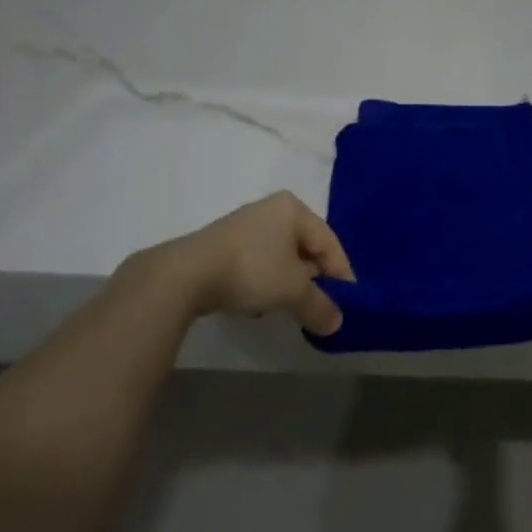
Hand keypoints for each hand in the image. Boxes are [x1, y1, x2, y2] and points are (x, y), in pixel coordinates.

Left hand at [131, 192, 355, 336]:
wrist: (185, 275)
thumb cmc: (252, 269)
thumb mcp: (293, 291)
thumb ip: (319, 306)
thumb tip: (337, 323)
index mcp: (294, 208)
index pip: (329, 242)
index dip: (341, 273)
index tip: (347, 302)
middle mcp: (272, 209)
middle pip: (305, 247)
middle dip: (313, 279)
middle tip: (318, 305)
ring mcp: (245, 225)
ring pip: (281, 257)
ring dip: (288, 283)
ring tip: (288, 308)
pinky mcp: (223, 244)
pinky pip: (258, 262)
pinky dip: (265, 281)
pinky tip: (258, 304)